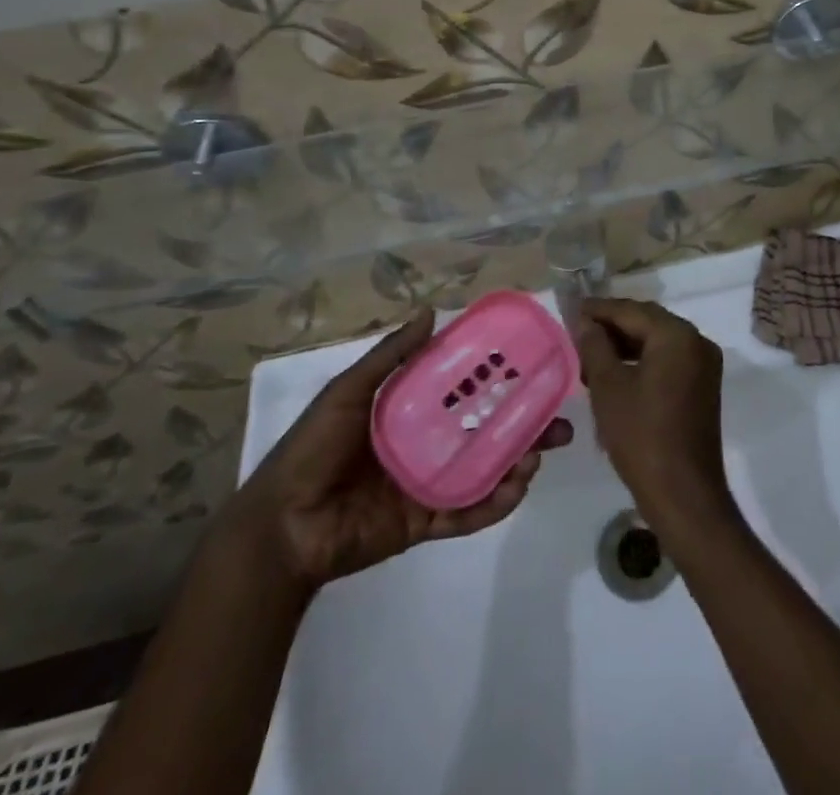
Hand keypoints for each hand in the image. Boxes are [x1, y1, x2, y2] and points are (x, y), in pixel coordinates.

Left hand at [219, 309, 573, 594]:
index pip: (463, 388)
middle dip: (524, 425)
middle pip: (485, 429)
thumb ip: (390, 356)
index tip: (531, 367)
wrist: (281, 528)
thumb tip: (432, 311)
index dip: (497, 378)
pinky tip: (516, 487)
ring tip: (538, 452)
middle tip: (558, 420)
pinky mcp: (425, 521)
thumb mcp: (349, 392)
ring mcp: (428, 483)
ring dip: (517, 461)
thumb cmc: (312, 449)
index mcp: (410, 410)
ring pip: (485, 470)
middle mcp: (426, 443)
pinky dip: (495, 503)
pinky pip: (467, 512)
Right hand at [575, 299, 736, 540]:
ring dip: (624, 346)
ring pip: (657, 342)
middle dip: (611, 327)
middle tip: (576, 332)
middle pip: (647, 322)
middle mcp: (697, 341)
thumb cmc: (642, 436)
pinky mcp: (702, 387)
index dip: (598, 310)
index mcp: (677, 335)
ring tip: (588, 358)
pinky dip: (642, 361)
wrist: (683, 495)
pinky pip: (668, 361)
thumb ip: (595, 346)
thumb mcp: (608, 387)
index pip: (631, 310)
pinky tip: (615, 375)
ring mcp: (704, 365)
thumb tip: (586, 322)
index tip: (570, 310)